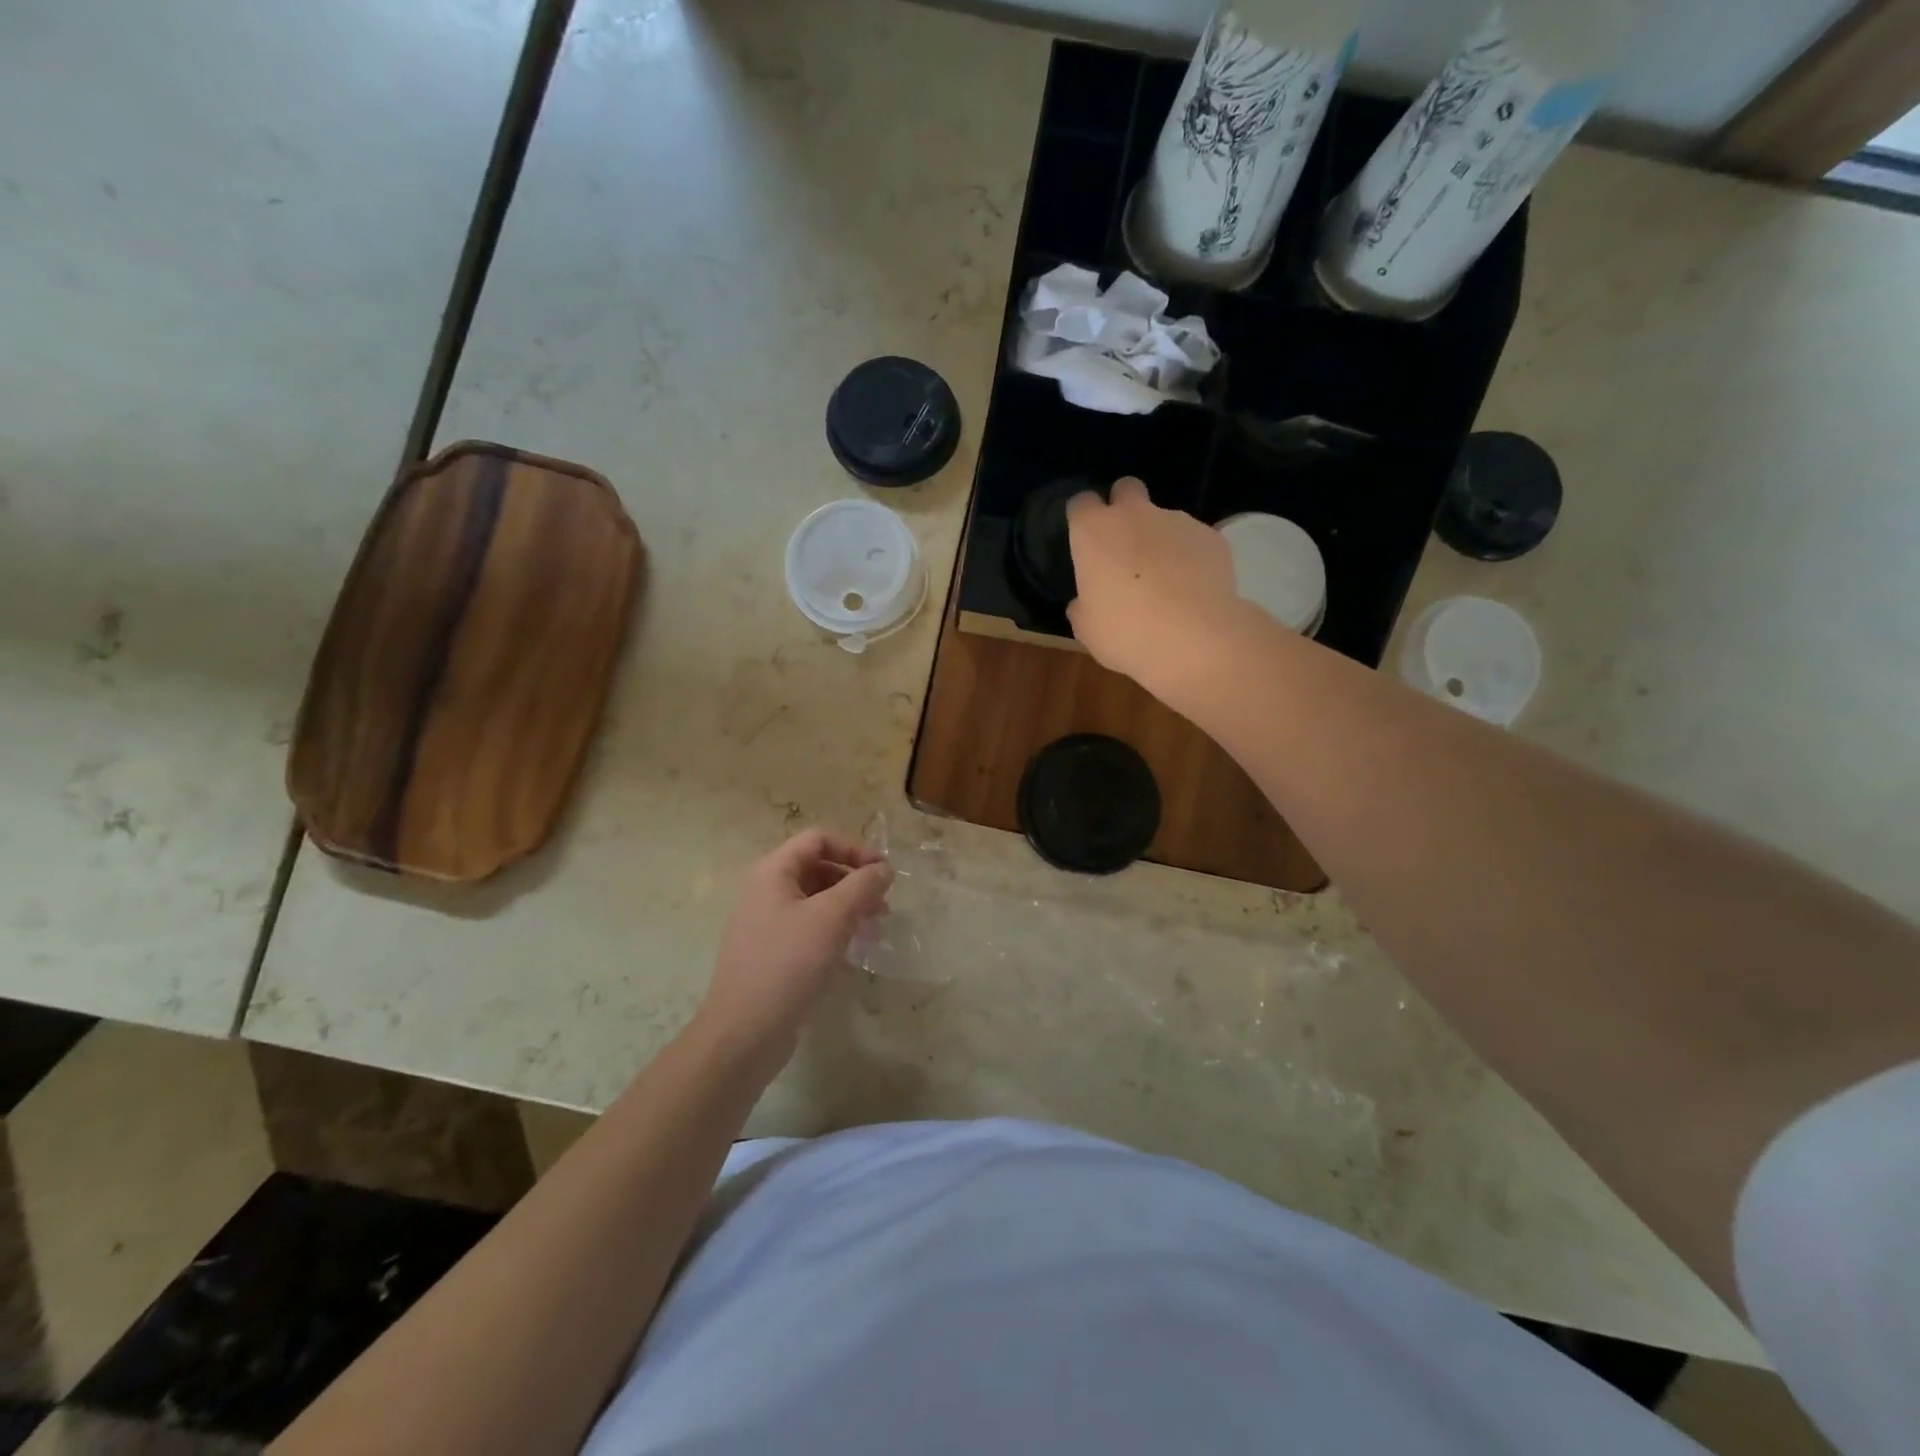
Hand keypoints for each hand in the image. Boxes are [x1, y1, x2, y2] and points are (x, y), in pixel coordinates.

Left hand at [693, 830, 892, 1073]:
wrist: (743, 1033)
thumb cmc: (787, 965)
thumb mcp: (832, 918)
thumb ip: (862, 886)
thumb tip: (883, 869)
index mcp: (772, 872)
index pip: (819, 839)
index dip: (855, 849)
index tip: (884, 872)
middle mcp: (765, 890)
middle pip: (817, 867)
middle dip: (854, 881)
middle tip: (884, 906)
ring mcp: (766, 922)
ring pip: (816, 899)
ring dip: (849, 907)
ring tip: (876, 929)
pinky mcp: (771, 952)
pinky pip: (808, 927)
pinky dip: (834, 930)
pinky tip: (855, 950)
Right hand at [1067, 477, 1250, 701]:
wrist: (1195, 638)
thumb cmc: (1126, 631)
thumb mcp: (1087, 628)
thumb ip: (1082, 605)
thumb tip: (1085, 601)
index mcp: (1094, 531)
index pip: (1081, 503)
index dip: (1083, 519)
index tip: (1085, 541)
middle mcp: (1134, 514)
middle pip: (1126, 489)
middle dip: (1124, 507)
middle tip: (1125, 546)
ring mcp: (1177, 521)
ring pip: (1163, 517)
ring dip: (1159, 539)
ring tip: (1166, 580)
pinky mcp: (1211, 537)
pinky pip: (1193, 540)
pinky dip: (1190, 557)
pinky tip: (1192, 588)